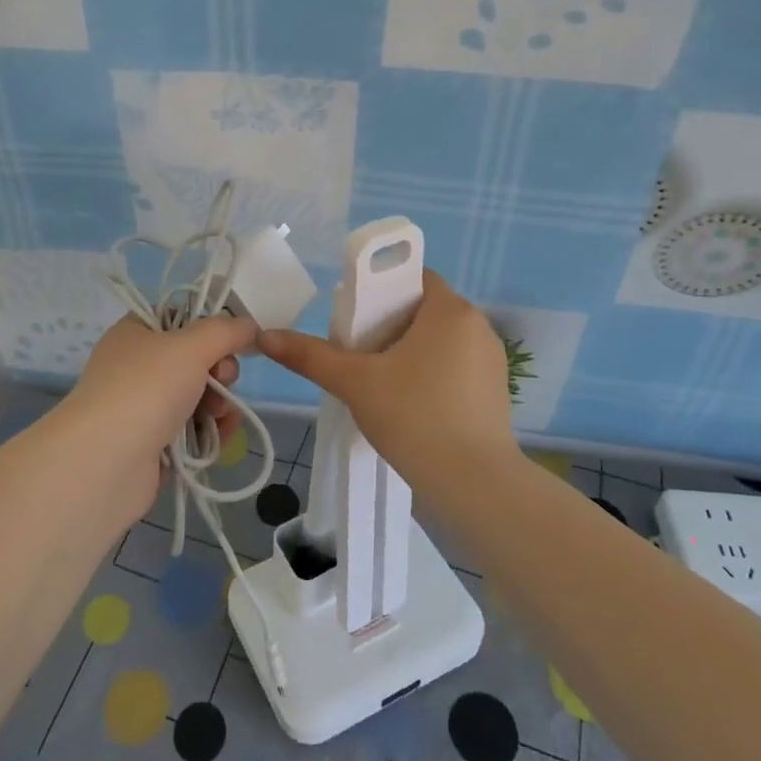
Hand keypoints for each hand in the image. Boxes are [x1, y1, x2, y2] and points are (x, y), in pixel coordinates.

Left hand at [63, 313, 258, 516]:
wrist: (106, 463)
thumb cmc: (146, 389)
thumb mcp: (191, 346)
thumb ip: (226, 331)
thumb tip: (249, 325)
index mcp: (136, 333)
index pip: (179, 317)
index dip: (208, 326)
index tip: (228, 339)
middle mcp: (137, 366)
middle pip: (195, 359)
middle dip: (219, 370)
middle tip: (222, 380)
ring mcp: (143, 407)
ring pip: (198, 395)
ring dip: (219, 402)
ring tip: (218, 415)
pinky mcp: (153, 444)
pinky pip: (193, 429)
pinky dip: (211, 430)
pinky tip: (222, 435)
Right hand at [259, 270, 514, 484]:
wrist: (473, 483)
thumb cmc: (414, 418)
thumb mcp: (355, 383)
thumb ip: (310, 356)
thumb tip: (265, 336)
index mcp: (449, 310)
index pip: (414, 277)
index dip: (382, 290)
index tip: (357, 318)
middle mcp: (477, 326)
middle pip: (425, 309)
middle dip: (391, 324)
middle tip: (360, 352)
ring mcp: (491, 359)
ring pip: (441, 339)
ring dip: (412, 350)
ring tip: (382, 380)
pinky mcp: (496, 390)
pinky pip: (457, 365)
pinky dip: (433, 372)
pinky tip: (411, 403)